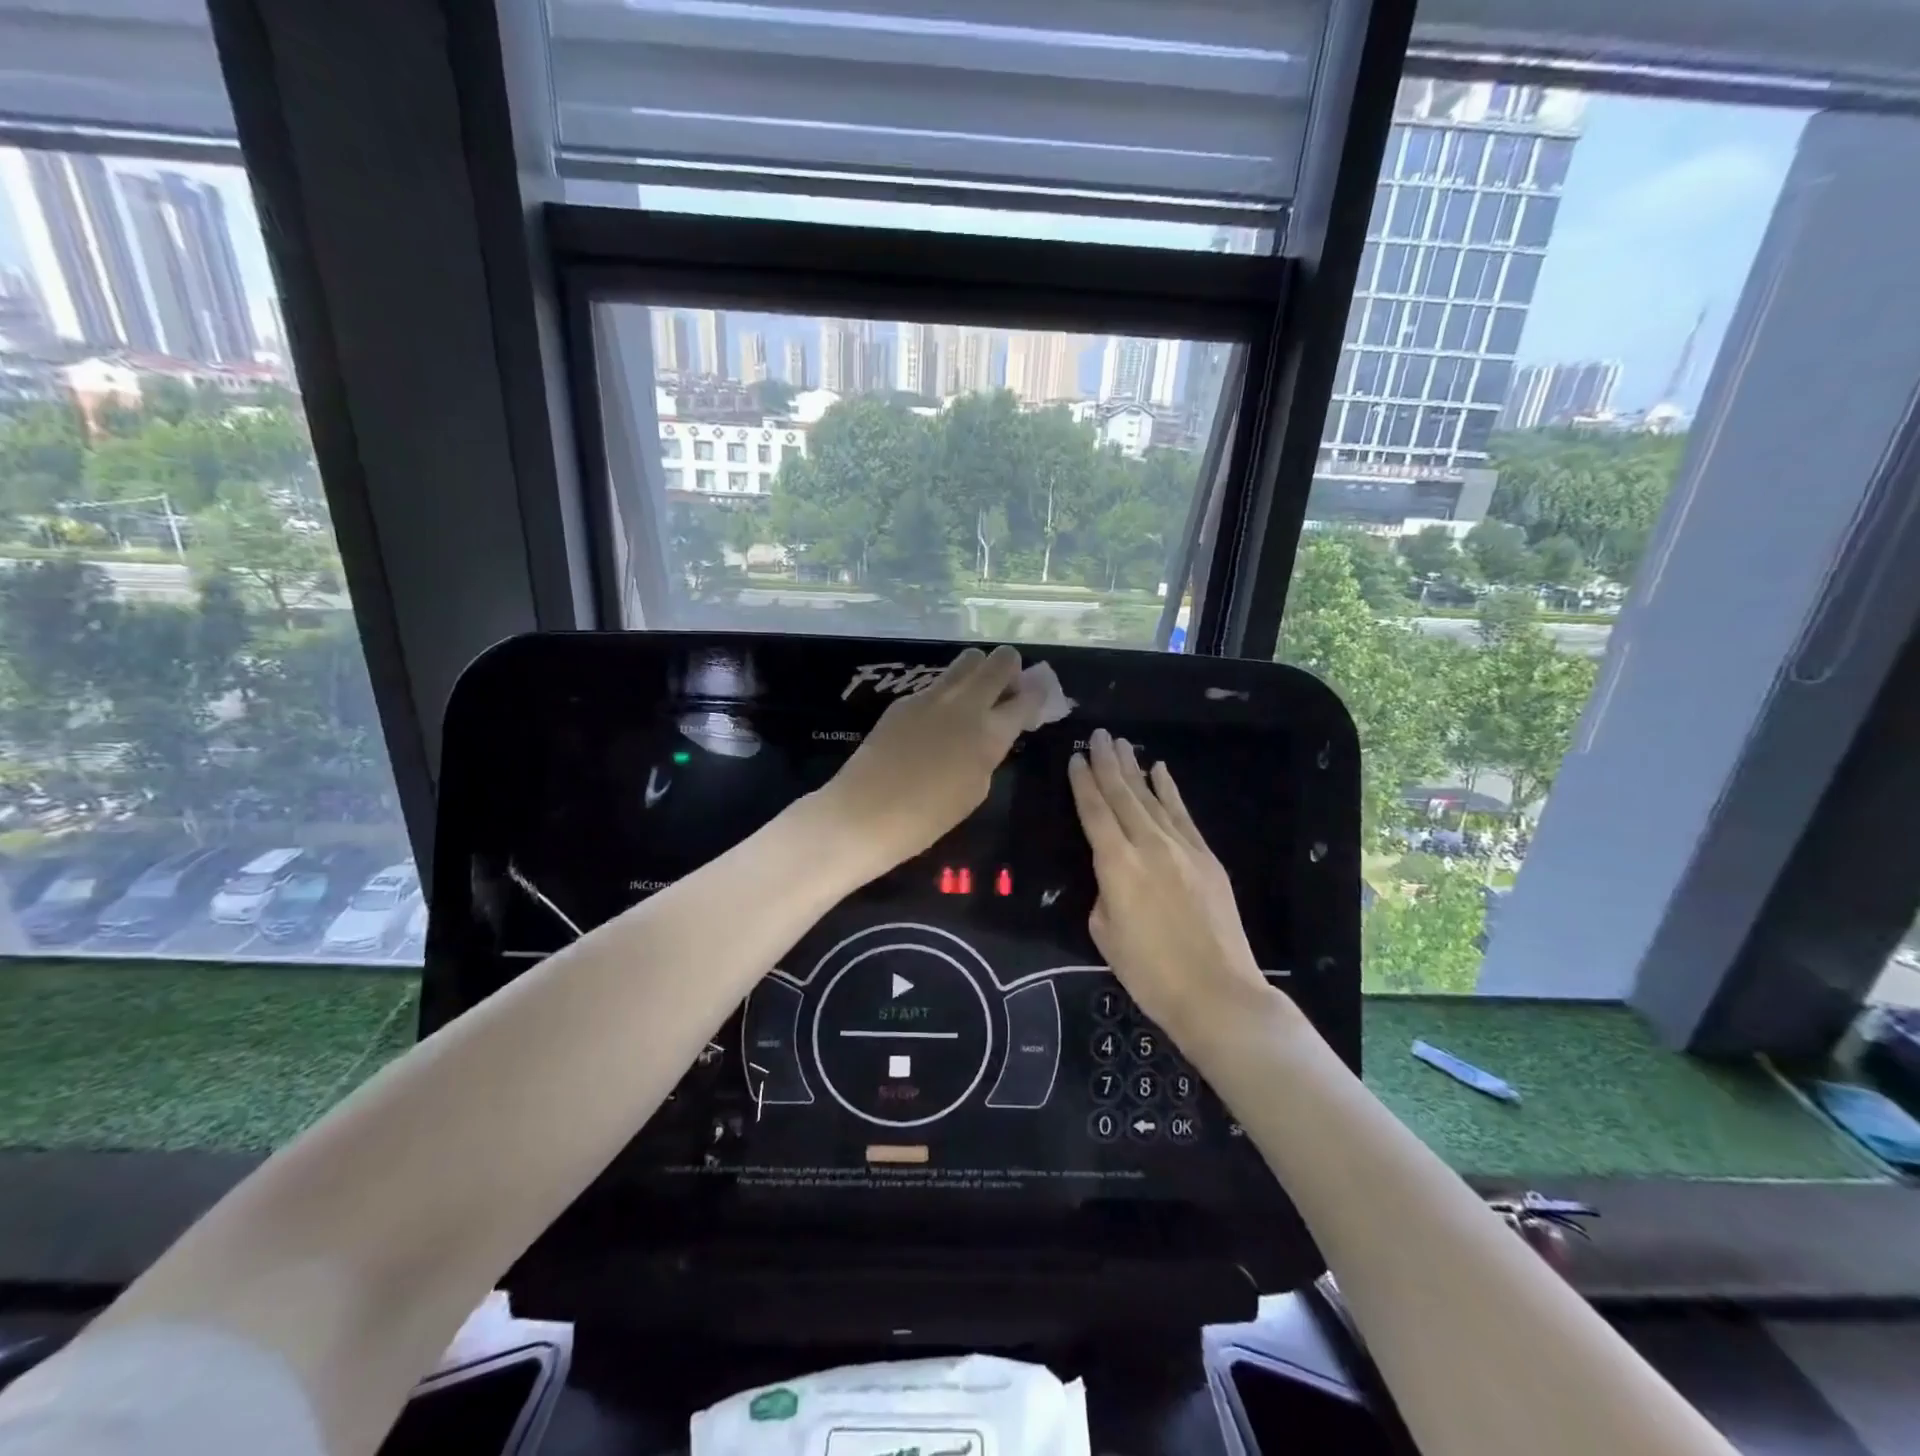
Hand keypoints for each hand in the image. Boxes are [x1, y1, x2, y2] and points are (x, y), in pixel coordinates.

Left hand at [821, 645, 1044, 876]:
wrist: (867, 812)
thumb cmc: (929, 816)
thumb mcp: (976, 788)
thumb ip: (989, 753)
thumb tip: (991, 734)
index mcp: (990, 732)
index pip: (1028, 697)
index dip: (1038, 695)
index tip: (1038, 698)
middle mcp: (966, 703)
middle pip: (999, 660)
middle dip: (1010, 668)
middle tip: (1006, 691)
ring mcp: (932, 696)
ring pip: (967, 660)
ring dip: (979, 671)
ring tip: (973, 699)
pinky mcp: (905, 699)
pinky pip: (937, 683)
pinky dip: (948, 692)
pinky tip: (937, 721)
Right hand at [1067, 728, 1281, 1047]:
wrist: (1217, 992)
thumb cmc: (1150, 972)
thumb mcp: (1105, 933)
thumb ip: (1104, 893)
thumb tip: (1114, 876)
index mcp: (1115, 864)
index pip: (1094, 812)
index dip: (1083, 783)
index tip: (1076, 758)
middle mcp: (1147, 845)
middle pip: (1122, 795)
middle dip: (1107, 763)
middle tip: (1097, 735)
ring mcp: (1181, 847)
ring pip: (1152, 798)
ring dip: (1134, 769)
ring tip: (1122, 744)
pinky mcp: (1206, 857)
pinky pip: (1182, 814)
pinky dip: (1170, 790)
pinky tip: (1160, 771)